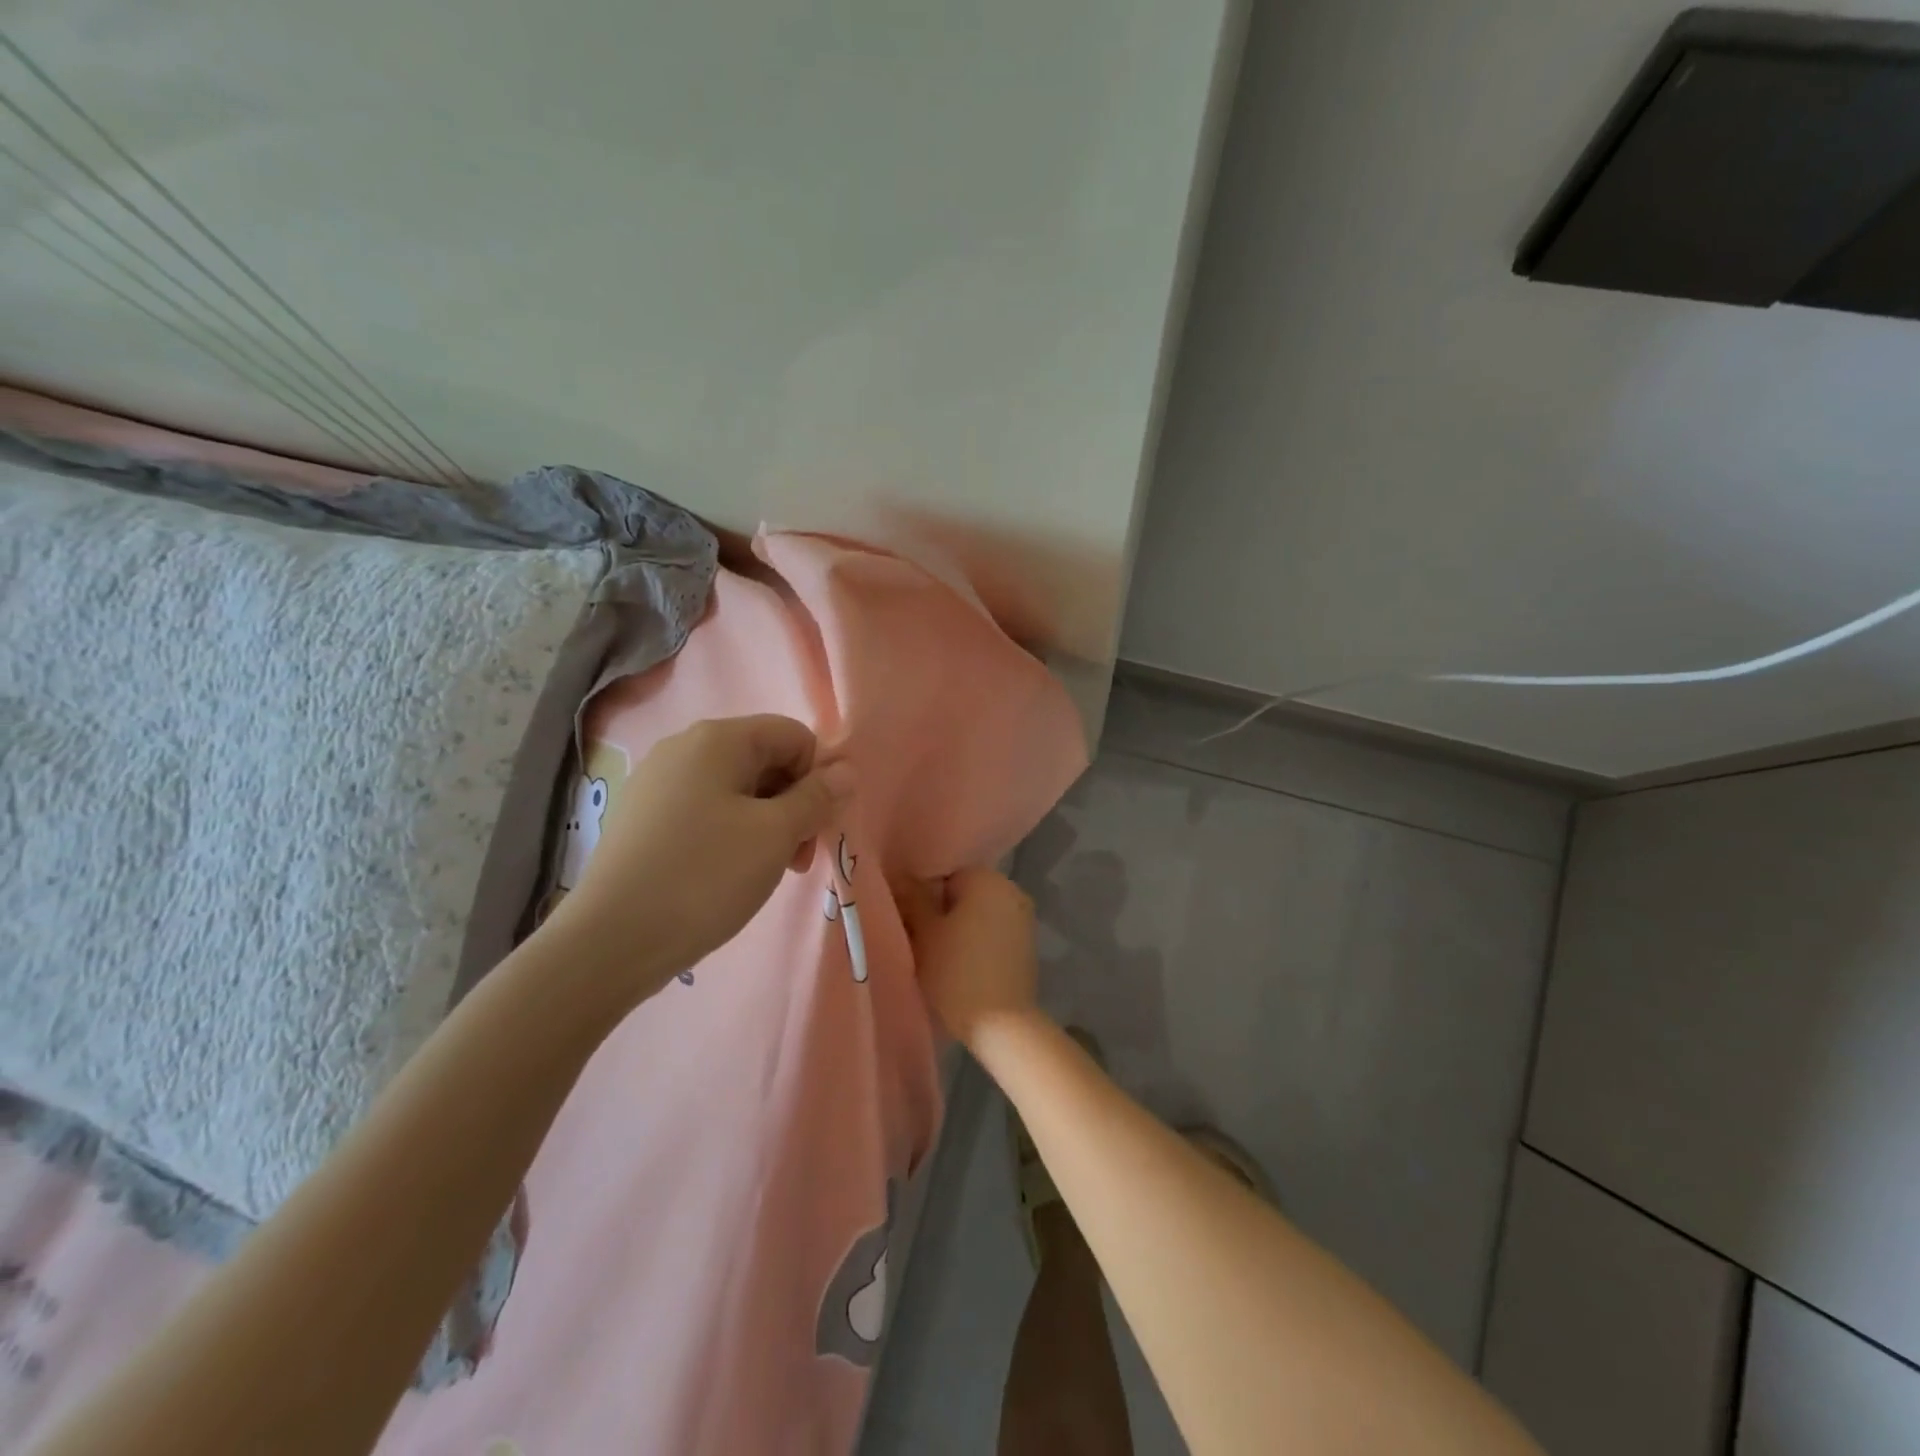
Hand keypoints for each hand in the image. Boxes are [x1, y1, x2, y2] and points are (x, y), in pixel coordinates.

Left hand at [554, 715, 853, 1001]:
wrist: (610, 941)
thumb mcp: (775, 835)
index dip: (818, 776)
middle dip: (793, 803)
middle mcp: (684, 747)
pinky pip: (704, 810)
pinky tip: (727, 874)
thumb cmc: (705, 877)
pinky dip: (731, 833)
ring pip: (736, 789)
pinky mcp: (642, 817)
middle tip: (797, 857)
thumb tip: (846, 770)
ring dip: (766, 823)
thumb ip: (817, 797)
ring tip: (767, 871)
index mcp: (718, 739)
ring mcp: (657, 782)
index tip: (818, 827)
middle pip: (764, 759)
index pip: (794, 735)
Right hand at [897, 867, 1039, 1047]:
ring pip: (979, 914)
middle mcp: (1011, 889)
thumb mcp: (924, 933)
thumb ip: (911, 900)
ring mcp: (1023, 918)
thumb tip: (899, 878)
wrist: (1002, 1025)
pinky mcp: (1027, 945)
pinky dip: (977, 942)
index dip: (921, 896)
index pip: (944, 874)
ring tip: (938, 956)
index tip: (908, 921)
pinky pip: (994, 932)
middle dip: (940, 911)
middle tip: (918, 939)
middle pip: (963, 893)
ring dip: (959, 928)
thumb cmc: (956, 971)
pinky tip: (962, 967)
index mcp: (986, 878)